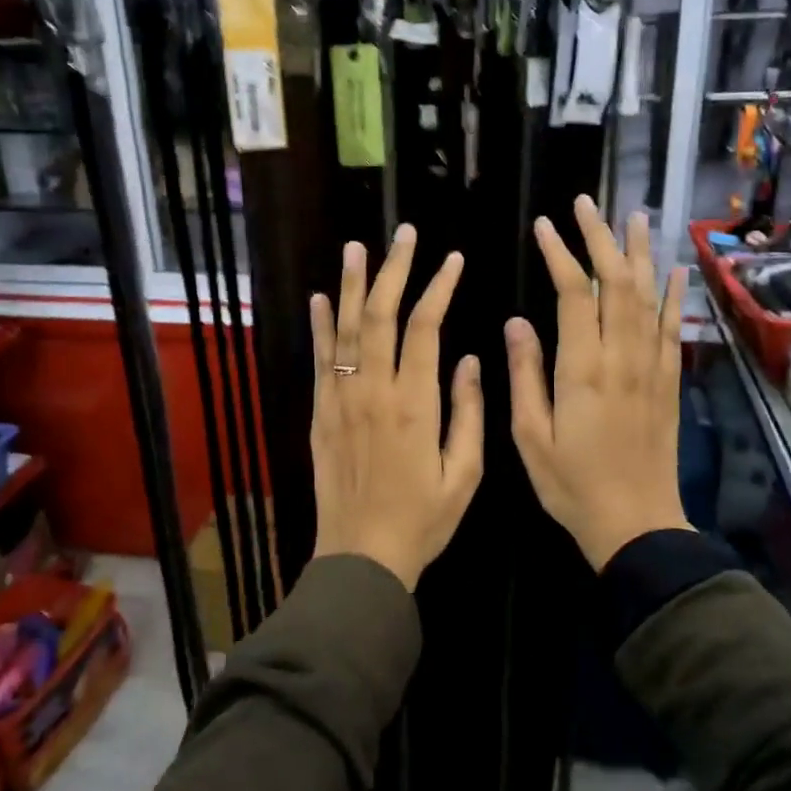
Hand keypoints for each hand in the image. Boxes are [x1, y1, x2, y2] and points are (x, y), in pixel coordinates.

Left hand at [310, 226, 483, 591]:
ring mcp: (340, 401)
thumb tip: (471, 359)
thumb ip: (468, 413)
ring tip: (357, 247)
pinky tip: (320, 298)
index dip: (438, 288)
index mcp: (414, 404)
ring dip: (352, 285)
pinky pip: (319, 361)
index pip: (424, 328)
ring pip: (345, 330)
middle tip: (403, 234)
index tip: (452, 260)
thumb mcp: (464, 474)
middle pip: (380, 315)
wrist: (361, 556)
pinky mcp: (320, 415)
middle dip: (393, 270)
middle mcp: (373, 392)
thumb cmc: (422, 520)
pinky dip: (319, 327)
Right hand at [507, 198, 691, 571]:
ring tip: (634, 217)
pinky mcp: (669, 382)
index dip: (560, 253)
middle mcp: (623, 357)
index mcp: (583, 368)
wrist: (636, 524)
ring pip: (648, 297)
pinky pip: (673, 329)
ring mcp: (652, 368)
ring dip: (640, 254)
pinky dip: (674, 295)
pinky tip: (675, 270)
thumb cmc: (571, 484)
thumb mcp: (529, 436)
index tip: (545, 225)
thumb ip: (525, 375)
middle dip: (600, 238)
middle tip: (587, 203)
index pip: (575, 293)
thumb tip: (516, 322)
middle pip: (616, 283)